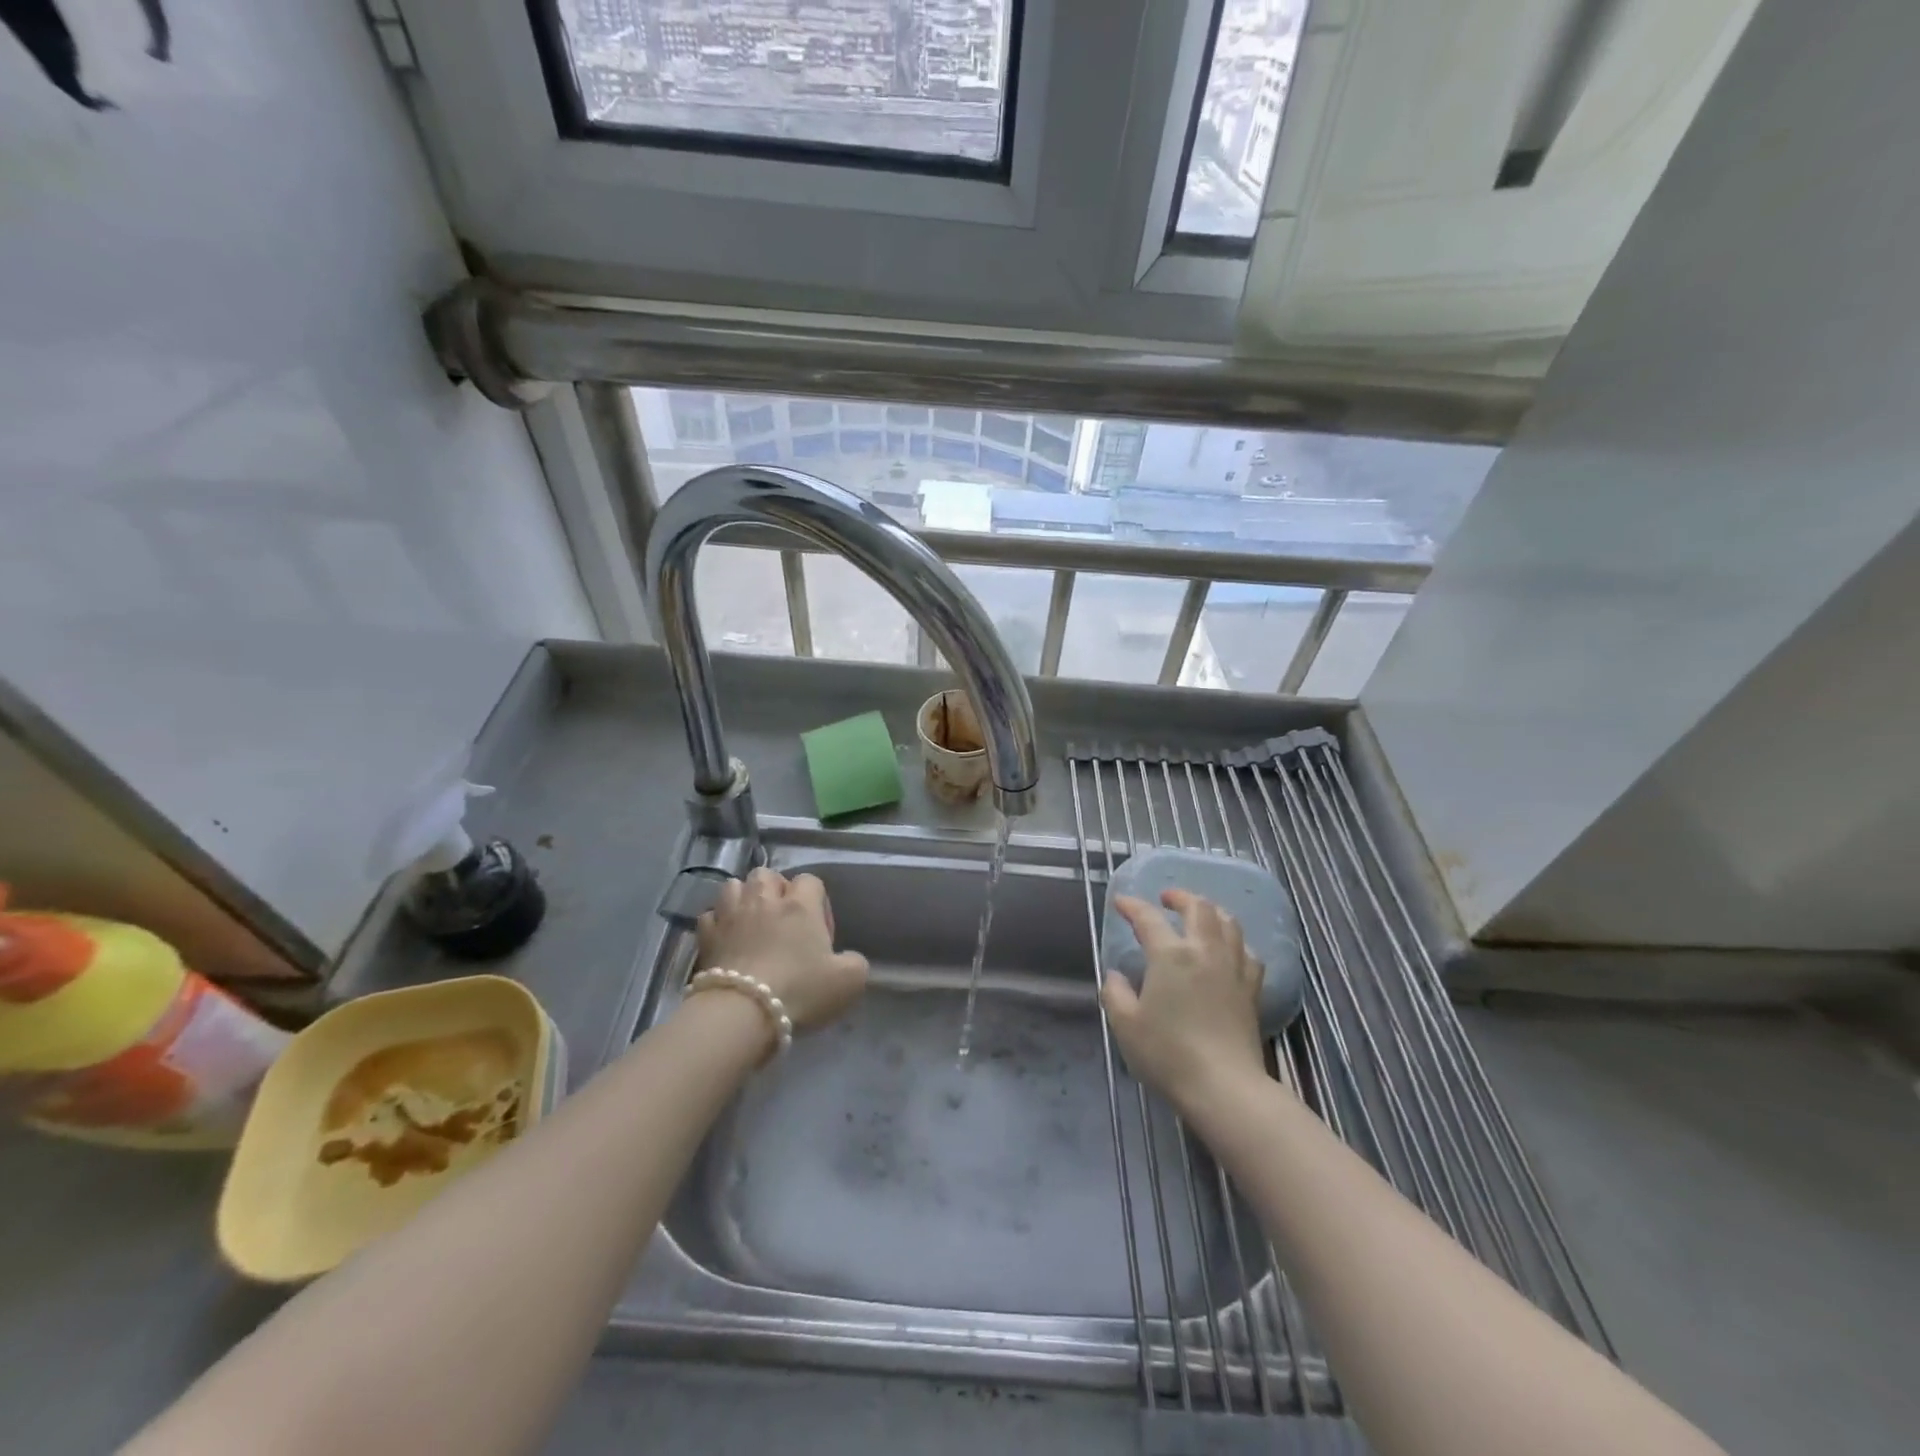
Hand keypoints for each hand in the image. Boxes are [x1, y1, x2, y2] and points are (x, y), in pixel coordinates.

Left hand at [696, 868, 867, 1032]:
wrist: (743, 1012)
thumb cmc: (800, 991)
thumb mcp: (849, 981)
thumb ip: (855, 963)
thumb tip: (847, 959)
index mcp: (800, 905)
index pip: (810, 880)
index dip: (817, 900)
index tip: (819, 931)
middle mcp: (764, 900)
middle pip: (767, 874)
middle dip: (775, 889)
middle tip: (783, 918)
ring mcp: (731, 914)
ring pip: (734, 885)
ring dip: (743, 898)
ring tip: (751, 921)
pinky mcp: (706, 935)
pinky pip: (710, 915)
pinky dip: (718, 922)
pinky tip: (726, 938)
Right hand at [1100, 890, 1267, 1114]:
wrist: (1224, 1087)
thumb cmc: (1168, 1054)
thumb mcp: (1126, 1025)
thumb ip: (1115, 993)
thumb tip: (1117, 976)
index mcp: (1170, 955)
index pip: (1148, 918)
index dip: (1132, 906)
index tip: (1121, 902)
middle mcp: (1204, 951)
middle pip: (1199, 908)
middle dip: (1181, 897)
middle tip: (1166, 899)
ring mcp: (1233, 968)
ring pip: (1229, 923)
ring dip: (1211, 911)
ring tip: (1199, 915)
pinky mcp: (1252, 989)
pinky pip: (1248, 952)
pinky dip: (1235, 942)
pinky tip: (1230, 951)